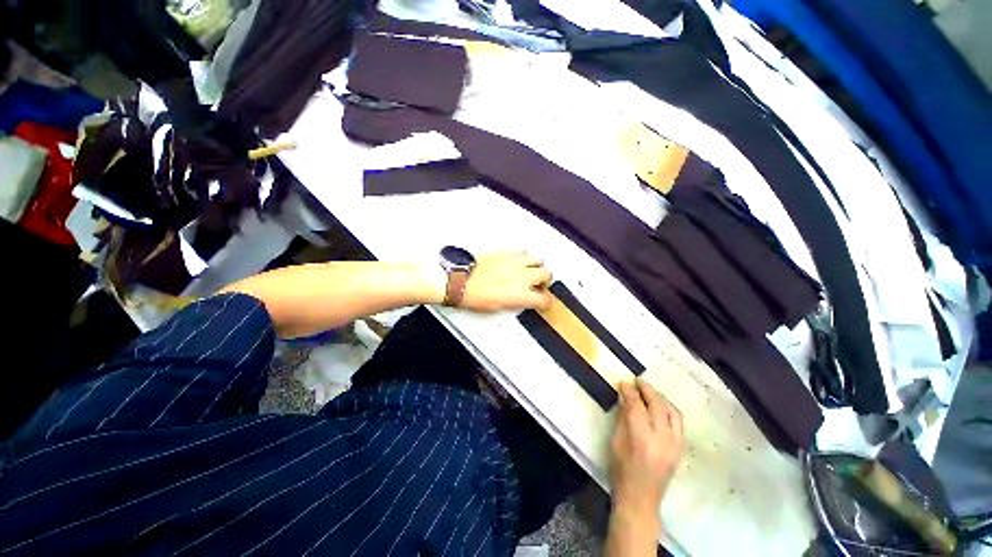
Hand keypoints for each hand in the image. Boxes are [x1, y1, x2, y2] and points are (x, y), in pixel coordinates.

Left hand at [460, 251, 552, 312]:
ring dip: (537, 267)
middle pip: (547, 275)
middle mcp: (522, 276)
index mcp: (521, 294)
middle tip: (538, 285)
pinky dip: (524, 256)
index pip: (544, 299)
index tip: (543, 302)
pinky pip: (522, 251)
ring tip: (530, 271)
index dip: (546, 302)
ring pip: (538, 260)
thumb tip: (521, 300)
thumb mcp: (498, 308)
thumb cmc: (474, 296)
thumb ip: (516, 303)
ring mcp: (515, 262)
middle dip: (545, 281)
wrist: (460, 281)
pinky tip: (517, 261)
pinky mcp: (506, 252)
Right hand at [610, 378, 683, 519]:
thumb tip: (625, 398)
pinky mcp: (680, 450)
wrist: (640, 499)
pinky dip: (669, 411)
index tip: (623, 382)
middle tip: (638, 380)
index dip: (629, 392)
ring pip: (673, 413)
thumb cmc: (621, 471)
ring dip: (661, 398)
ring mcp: (675, 446)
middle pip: (658, 406)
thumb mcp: (616, 442)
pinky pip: (679, 424)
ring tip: (650, 391)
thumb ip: (623, 418)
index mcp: (642, 439)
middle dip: (647, 390)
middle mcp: (662, 440)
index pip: (637, 407)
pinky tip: (661, 407)